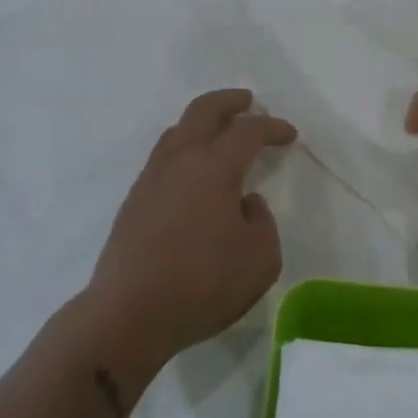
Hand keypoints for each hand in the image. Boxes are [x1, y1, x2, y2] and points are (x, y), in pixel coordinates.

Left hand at [87, 90, 295, 369]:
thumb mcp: (261, 259)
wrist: (128, 315)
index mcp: (214, 166)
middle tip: (248, 101)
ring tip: (219, 133)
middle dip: (229, 101)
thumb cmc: (202, 284)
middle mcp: (180, 160)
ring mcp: (151, 179)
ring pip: (177, 131)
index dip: (272, 128)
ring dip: (202, 123)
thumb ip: (263, 222)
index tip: (289, 135)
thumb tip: (245, 203)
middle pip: (203, 111)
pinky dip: (184, 149)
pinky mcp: (134, 202)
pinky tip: (193, 174)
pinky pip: (163, 157)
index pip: (248, 131)